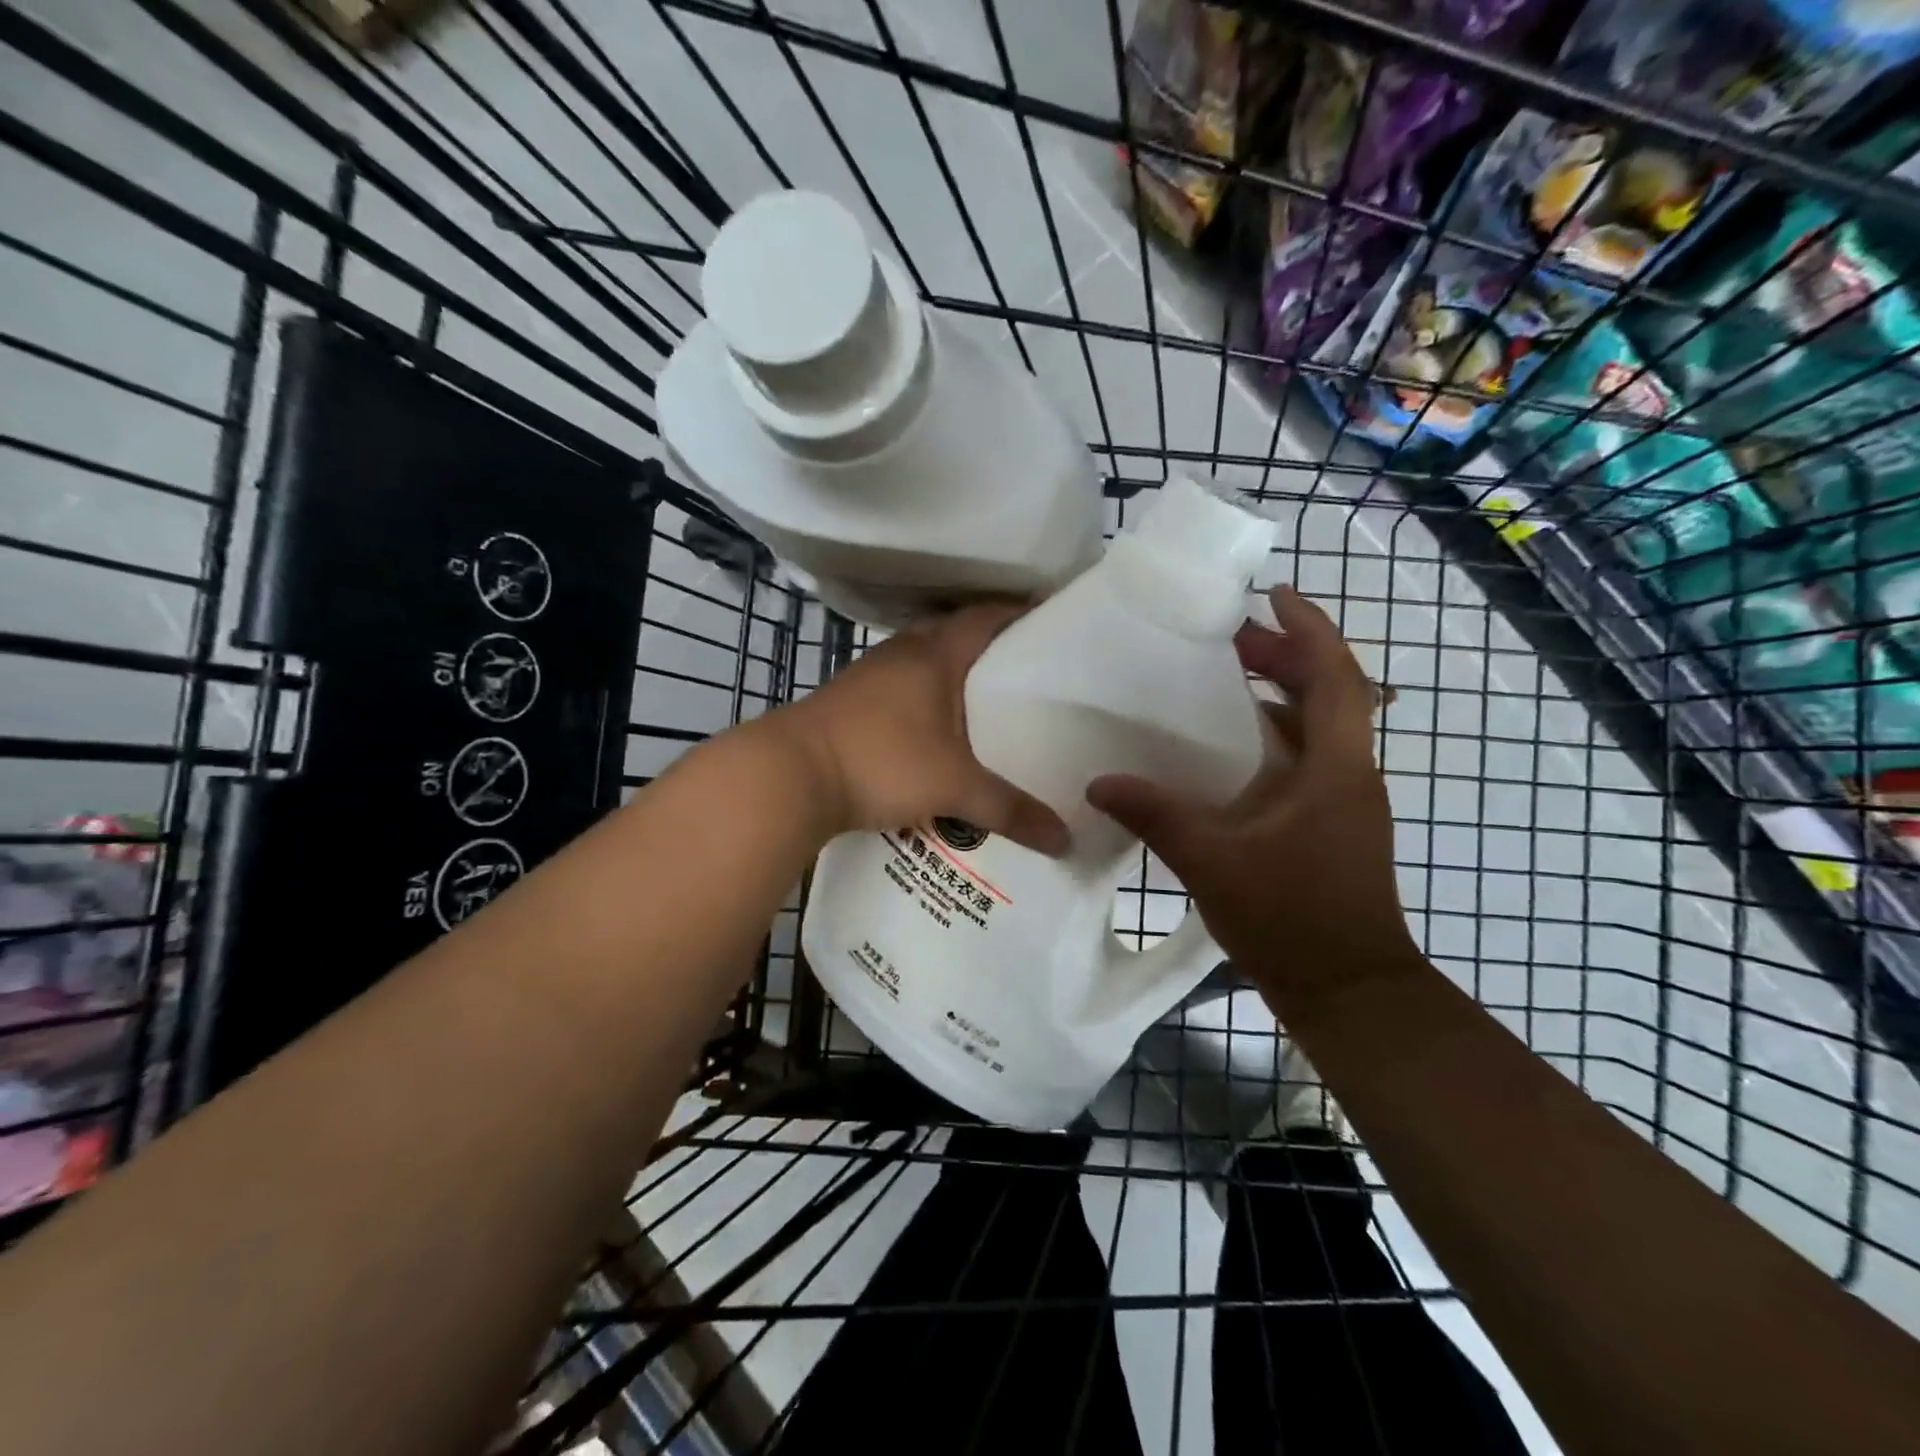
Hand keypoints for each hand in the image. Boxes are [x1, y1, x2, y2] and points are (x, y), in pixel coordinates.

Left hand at [778, 602, 1070, 854]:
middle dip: (991, 650)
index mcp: (934, 654)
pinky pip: (900, 689)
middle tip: (1028, 675)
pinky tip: (936, 733)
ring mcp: (870, 675)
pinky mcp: (849, 702)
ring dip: (953, 677)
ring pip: (924, 663)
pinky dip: (925, 701)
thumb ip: (1010, 811)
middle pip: (955, 636)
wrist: (787, 776)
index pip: (987, 617)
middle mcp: (902, 653)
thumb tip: (1066, 840)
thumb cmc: (880, 762)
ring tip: (988, 705)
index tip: (1052, 625)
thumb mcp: (953, 788)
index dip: (1020, 615)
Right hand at [1086, 585, 1417, 1010]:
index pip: (1337, 678)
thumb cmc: (1291, 921)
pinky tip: (1226, 750)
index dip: (1309, 629)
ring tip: (1224, 679)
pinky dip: (1271, 736)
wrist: (1348, 992)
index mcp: (1335, 770)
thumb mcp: (1213, 863)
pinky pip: (1304, 760)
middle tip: (1228, 638)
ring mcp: (1344, 802)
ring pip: (1317, 727)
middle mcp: (1349, 775)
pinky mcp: (1331, 825)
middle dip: (1285, 656)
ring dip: (1278, 695)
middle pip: (1328, 694)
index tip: (1273, 594)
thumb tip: (1099, 783)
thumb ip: (1157, 816)